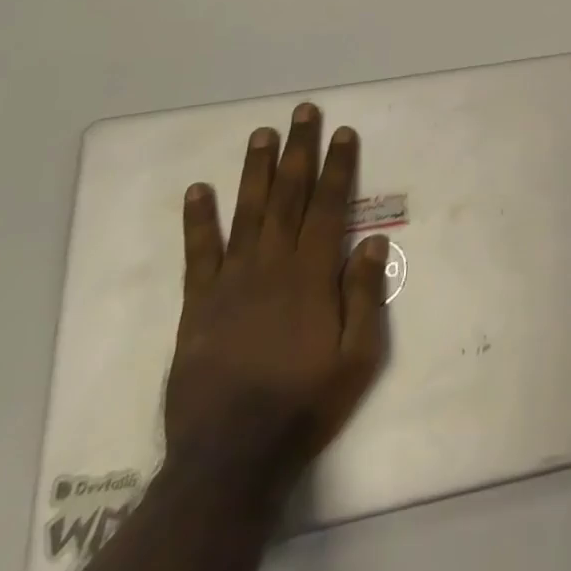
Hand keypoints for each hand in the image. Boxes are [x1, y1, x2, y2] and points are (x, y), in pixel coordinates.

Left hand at [165, 104, 389, 486]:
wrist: (230, 458)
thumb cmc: (304, 404)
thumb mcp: (357, 358)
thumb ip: (364, 296)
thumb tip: (373, 240)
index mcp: (312, 275)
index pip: (330, 206)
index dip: (338, 166)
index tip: (344, 132)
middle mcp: (272, 265)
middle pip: (289, 195)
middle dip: (299, 150)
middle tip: (302, 112)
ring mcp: (232, 281)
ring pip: (247, 212)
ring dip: (255, 170)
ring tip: (261, 133)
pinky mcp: (198, 304)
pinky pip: (199, 253)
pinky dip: (199, 220)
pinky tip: (198, 190)